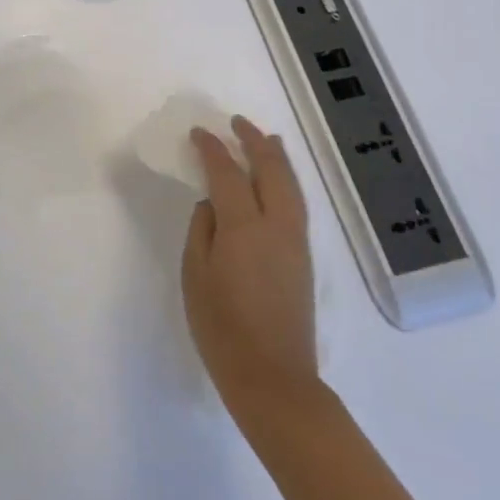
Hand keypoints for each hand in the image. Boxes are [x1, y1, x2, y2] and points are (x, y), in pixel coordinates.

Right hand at [183, 116, 317, 418]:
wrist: (273, 377)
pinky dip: (286, 181)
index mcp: (244, 228)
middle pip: (271, 170)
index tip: (198, 133)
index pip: (228, 174)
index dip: (212, 149)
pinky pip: (296, 204)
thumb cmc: (222, 328)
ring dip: (276, 158)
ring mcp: (296, 242)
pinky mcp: (303, 259)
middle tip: (237, 122)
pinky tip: (277, 181)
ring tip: (265, 139)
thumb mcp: (196, 276)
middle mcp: (277, 226)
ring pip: (291, 186)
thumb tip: (212, 204)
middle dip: (254, 142)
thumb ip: (202, 231)